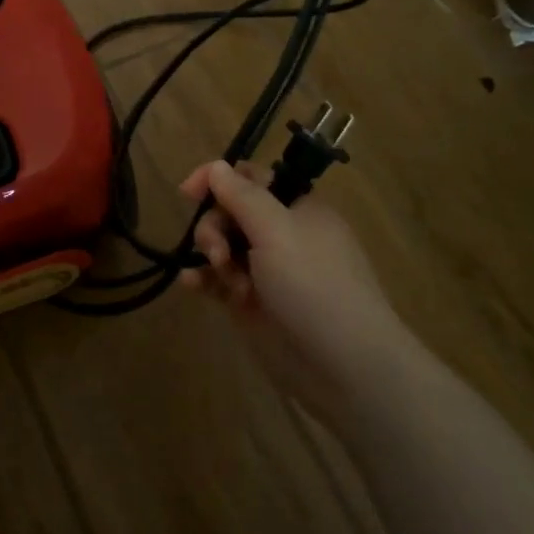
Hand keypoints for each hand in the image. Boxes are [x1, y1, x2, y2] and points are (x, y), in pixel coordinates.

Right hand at [179, 160, 404, 426]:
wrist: (344, 367)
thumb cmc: (315, 286)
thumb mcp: (277, 231)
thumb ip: (242, 196)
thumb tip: (216, 166)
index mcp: (298, 208)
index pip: (251, 178)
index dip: (218, 179)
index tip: (189, 192)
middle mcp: (282, 235)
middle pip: (230, 211)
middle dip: (215, 226)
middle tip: (218, 252)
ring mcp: (267, 270)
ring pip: (222, 245)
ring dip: (211, 253)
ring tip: (219, 275)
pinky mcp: (253, 303)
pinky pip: (219, 280)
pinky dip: (204, 279)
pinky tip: (191, 284)